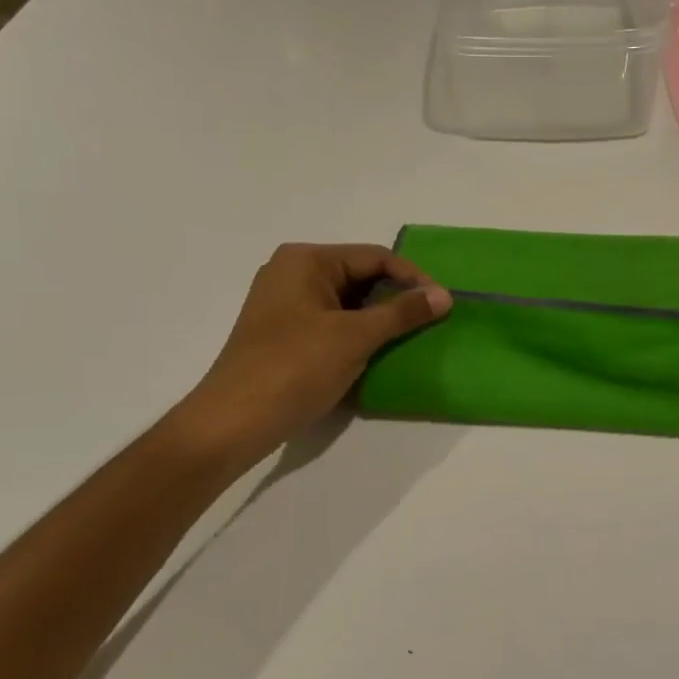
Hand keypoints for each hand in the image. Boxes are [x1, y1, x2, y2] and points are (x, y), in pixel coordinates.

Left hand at [175, 243, 449, 457]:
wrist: (234, 421)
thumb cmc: (295, 368)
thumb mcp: (355, 337)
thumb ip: (402, 313)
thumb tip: (444, 296)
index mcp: (306, 260)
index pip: (374, 257)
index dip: (413, 278)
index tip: (443, 304)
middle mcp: (292, 273)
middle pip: (361, 276)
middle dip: (397, 297)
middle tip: (430, 321)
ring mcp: (286, 304)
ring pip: (348, 301)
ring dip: (380, 317)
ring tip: (411, 337)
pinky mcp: (285, 333)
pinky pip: (333, 322)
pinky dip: (359, 332)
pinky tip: (379, 352)